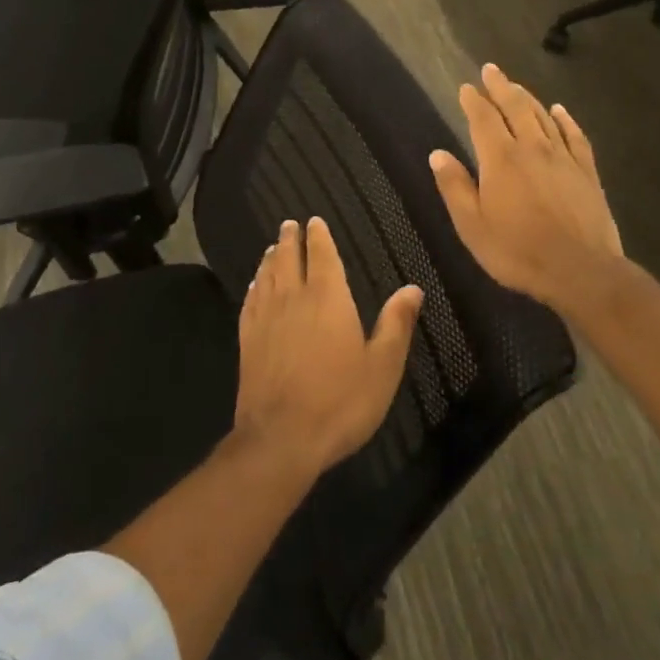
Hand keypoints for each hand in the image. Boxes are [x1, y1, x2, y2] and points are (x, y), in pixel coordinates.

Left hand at [234, 218, 424, 477]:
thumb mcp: (382, 367)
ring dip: (271, 258)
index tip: (314, 221)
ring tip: (272, 247)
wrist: (281, 437)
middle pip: (288, 258)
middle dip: (290, 239)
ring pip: (267, 275)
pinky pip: (250, 300)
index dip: (318, 236)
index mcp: (327, 298)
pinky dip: (254, 285)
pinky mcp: (248, 338)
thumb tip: (412, 289)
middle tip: (290, 225)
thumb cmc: (340, 401)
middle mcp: (293, 297)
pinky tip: (255, 285)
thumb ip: (395, 324)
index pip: (321, 255)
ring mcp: (266, 317)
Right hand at [429, 63, 631, 316]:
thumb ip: (455, 187)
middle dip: (500, 86)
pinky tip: (559, 111)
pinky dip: (565, 119)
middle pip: (514, 107)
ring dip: (527, 97)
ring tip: (515, 85)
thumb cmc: (518, 251)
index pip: (483, 119)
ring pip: (543, 116)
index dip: (473, 100)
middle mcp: (531, 148)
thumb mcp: (472, 225)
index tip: (466, 87)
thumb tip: (438, 154)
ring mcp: (562, 158)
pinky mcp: (586, 172)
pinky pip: (575, 136)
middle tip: (490, 70)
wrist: (581, 271)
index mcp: (500, 159)